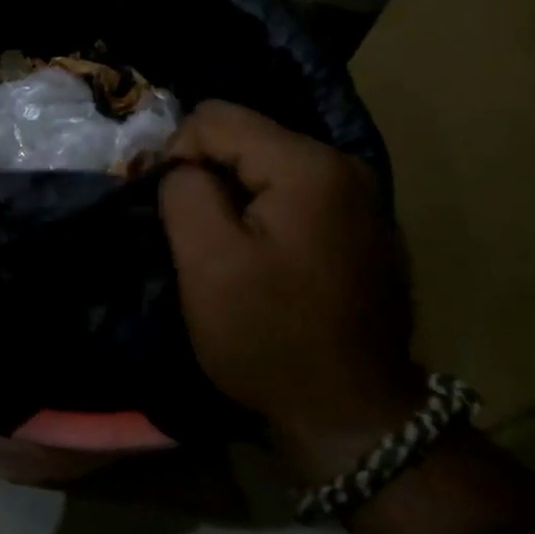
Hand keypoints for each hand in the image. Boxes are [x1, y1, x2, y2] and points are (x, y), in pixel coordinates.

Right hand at [159, 100, 420, 480]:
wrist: (353, 416)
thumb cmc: (271, 338)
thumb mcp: (207, 263)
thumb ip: (184, 191)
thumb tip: (182, 166)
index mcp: (308, 166)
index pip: (217, 117)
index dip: (178, 153)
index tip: (172, 209)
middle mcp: (343, 165)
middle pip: (247, 137)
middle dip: (208, 174)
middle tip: (193, 233)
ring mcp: (360, 196)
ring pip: (268, 164)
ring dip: (234, 195)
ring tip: (222, 247)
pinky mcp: (362, 225)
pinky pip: (294, 193)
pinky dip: (265, 211)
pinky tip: (262, 257)